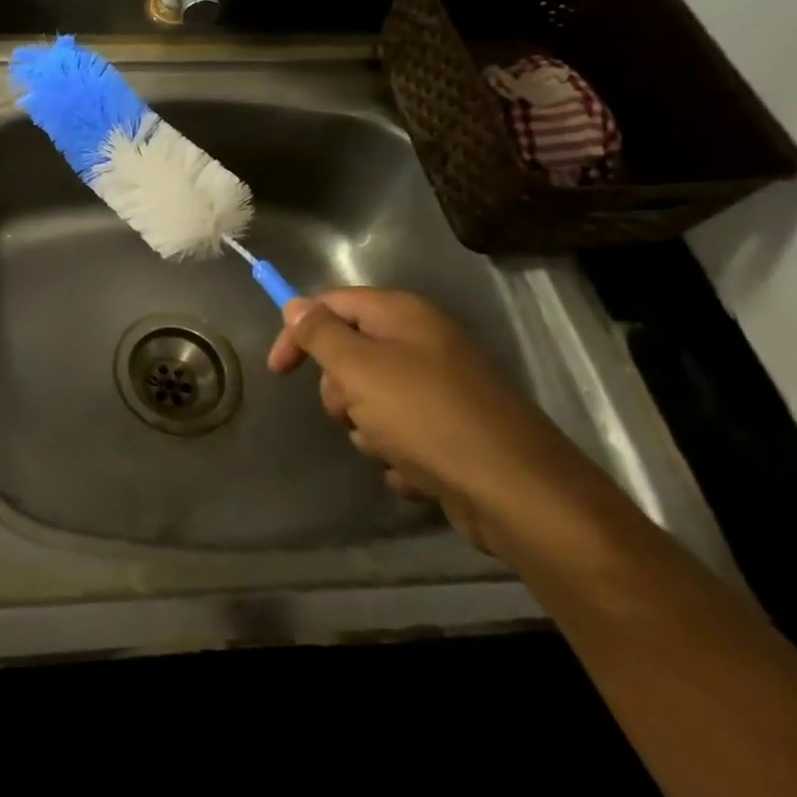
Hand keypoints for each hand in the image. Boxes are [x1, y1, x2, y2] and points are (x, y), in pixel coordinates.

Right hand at [268, 288, 603, 550]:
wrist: (517, 493)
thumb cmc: (426, 416)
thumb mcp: (358, 368)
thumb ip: (320, 333)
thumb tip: (296, 305)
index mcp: (404, 316)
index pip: (333, 303)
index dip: (298, 330)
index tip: (279, 370)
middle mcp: (426, 344)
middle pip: (352, 354)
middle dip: (340, 390)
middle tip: (352, 411)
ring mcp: (444, 390)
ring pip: (373, 400)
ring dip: (368, 428)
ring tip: (390, 447)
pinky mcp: (455, 433)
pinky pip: (404, 436)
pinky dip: (399, 454)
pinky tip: (415, 471)